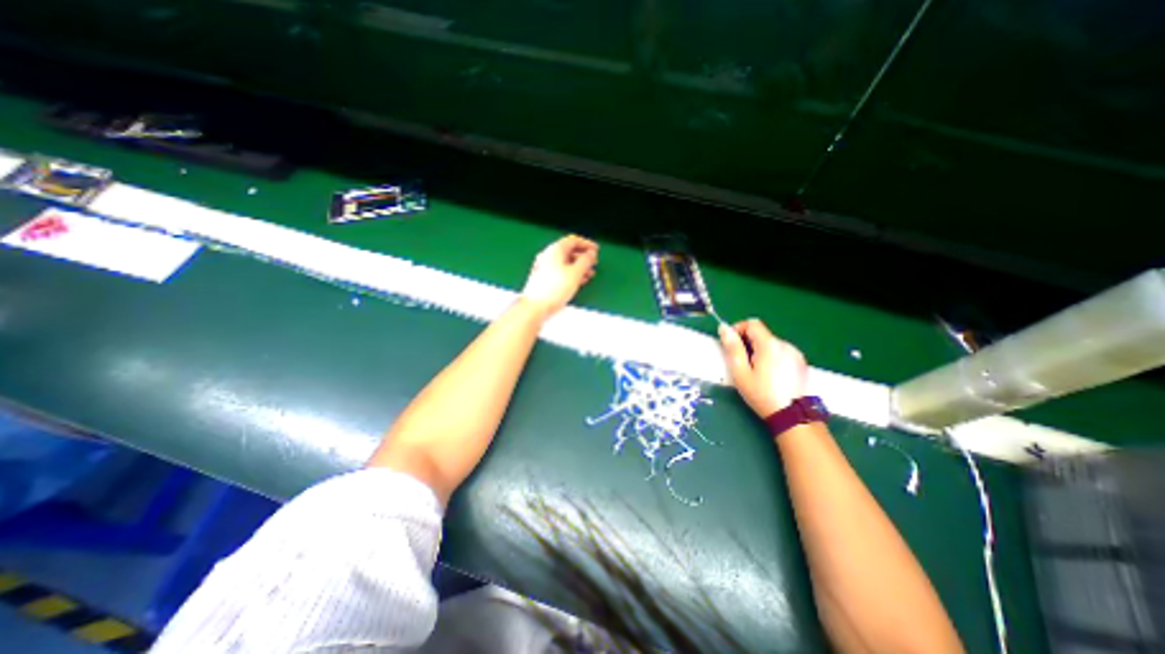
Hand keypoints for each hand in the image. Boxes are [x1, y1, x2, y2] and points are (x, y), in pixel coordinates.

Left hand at [525, 236, 599, 319]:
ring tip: (589, 274)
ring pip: (565, 262)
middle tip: (593, 262)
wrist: (535, 306)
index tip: (596, 250)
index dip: (586, 244)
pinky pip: (560, 271)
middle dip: (583, 256)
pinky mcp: (543, 279)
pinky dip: (571, 273)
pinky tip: (578, 282)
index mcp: (555, 250)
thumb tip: (590, 254)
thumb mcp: (576, 273)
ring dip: (578, 266)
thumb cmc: (554, 289)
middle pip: (568, 251)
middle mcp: (548, 256)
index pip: (573, 240)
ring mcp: (544, 267)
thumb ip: (586, 261)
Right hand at [720, 320, 812, 416]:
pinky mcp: (801, 363)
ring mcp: (796, 354)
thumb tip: (724, 328)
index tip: (731, 344)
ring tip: (756, 372)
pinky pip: (782, 353)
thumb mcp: (740, 372)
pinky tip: (771, 376)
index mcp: (769, 345)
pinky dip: (772, 358)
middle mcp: (785, 344)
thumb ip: (732, 348)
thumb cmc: (762, 394)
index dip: (738, 329)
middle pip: (762, 334)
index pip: (752, 323)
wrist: (793, 416)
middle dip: (748, 344)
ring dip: (760, 351)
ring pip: (771, 344)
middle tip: (742, 364)